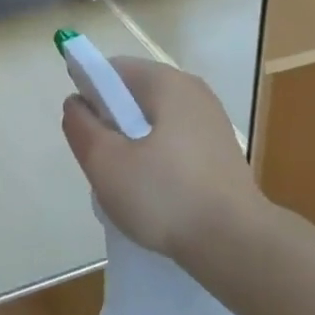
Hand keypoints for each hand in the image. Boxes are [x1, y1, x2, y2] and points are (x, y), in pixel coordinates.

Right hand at [60, 58, 259, 257]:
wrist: (238, 246)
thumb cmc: (166, 196)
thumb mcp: (106, 163)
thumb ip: (82, 127)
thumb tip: (76, 104)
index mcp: (167, 82)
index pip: (114, 69)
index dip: (89, 90)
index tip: (80, 124)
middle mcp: (193, 92)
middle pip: (136, 95)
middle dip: (112, 122)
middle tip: (101, 160)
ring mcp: (213, 123)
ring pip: (156, 123)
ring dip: (135, 144)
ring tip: (126, 183)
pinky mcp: (223, 153)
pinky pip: (177, 144)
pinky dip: (159, 160)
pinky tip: (155, 195)